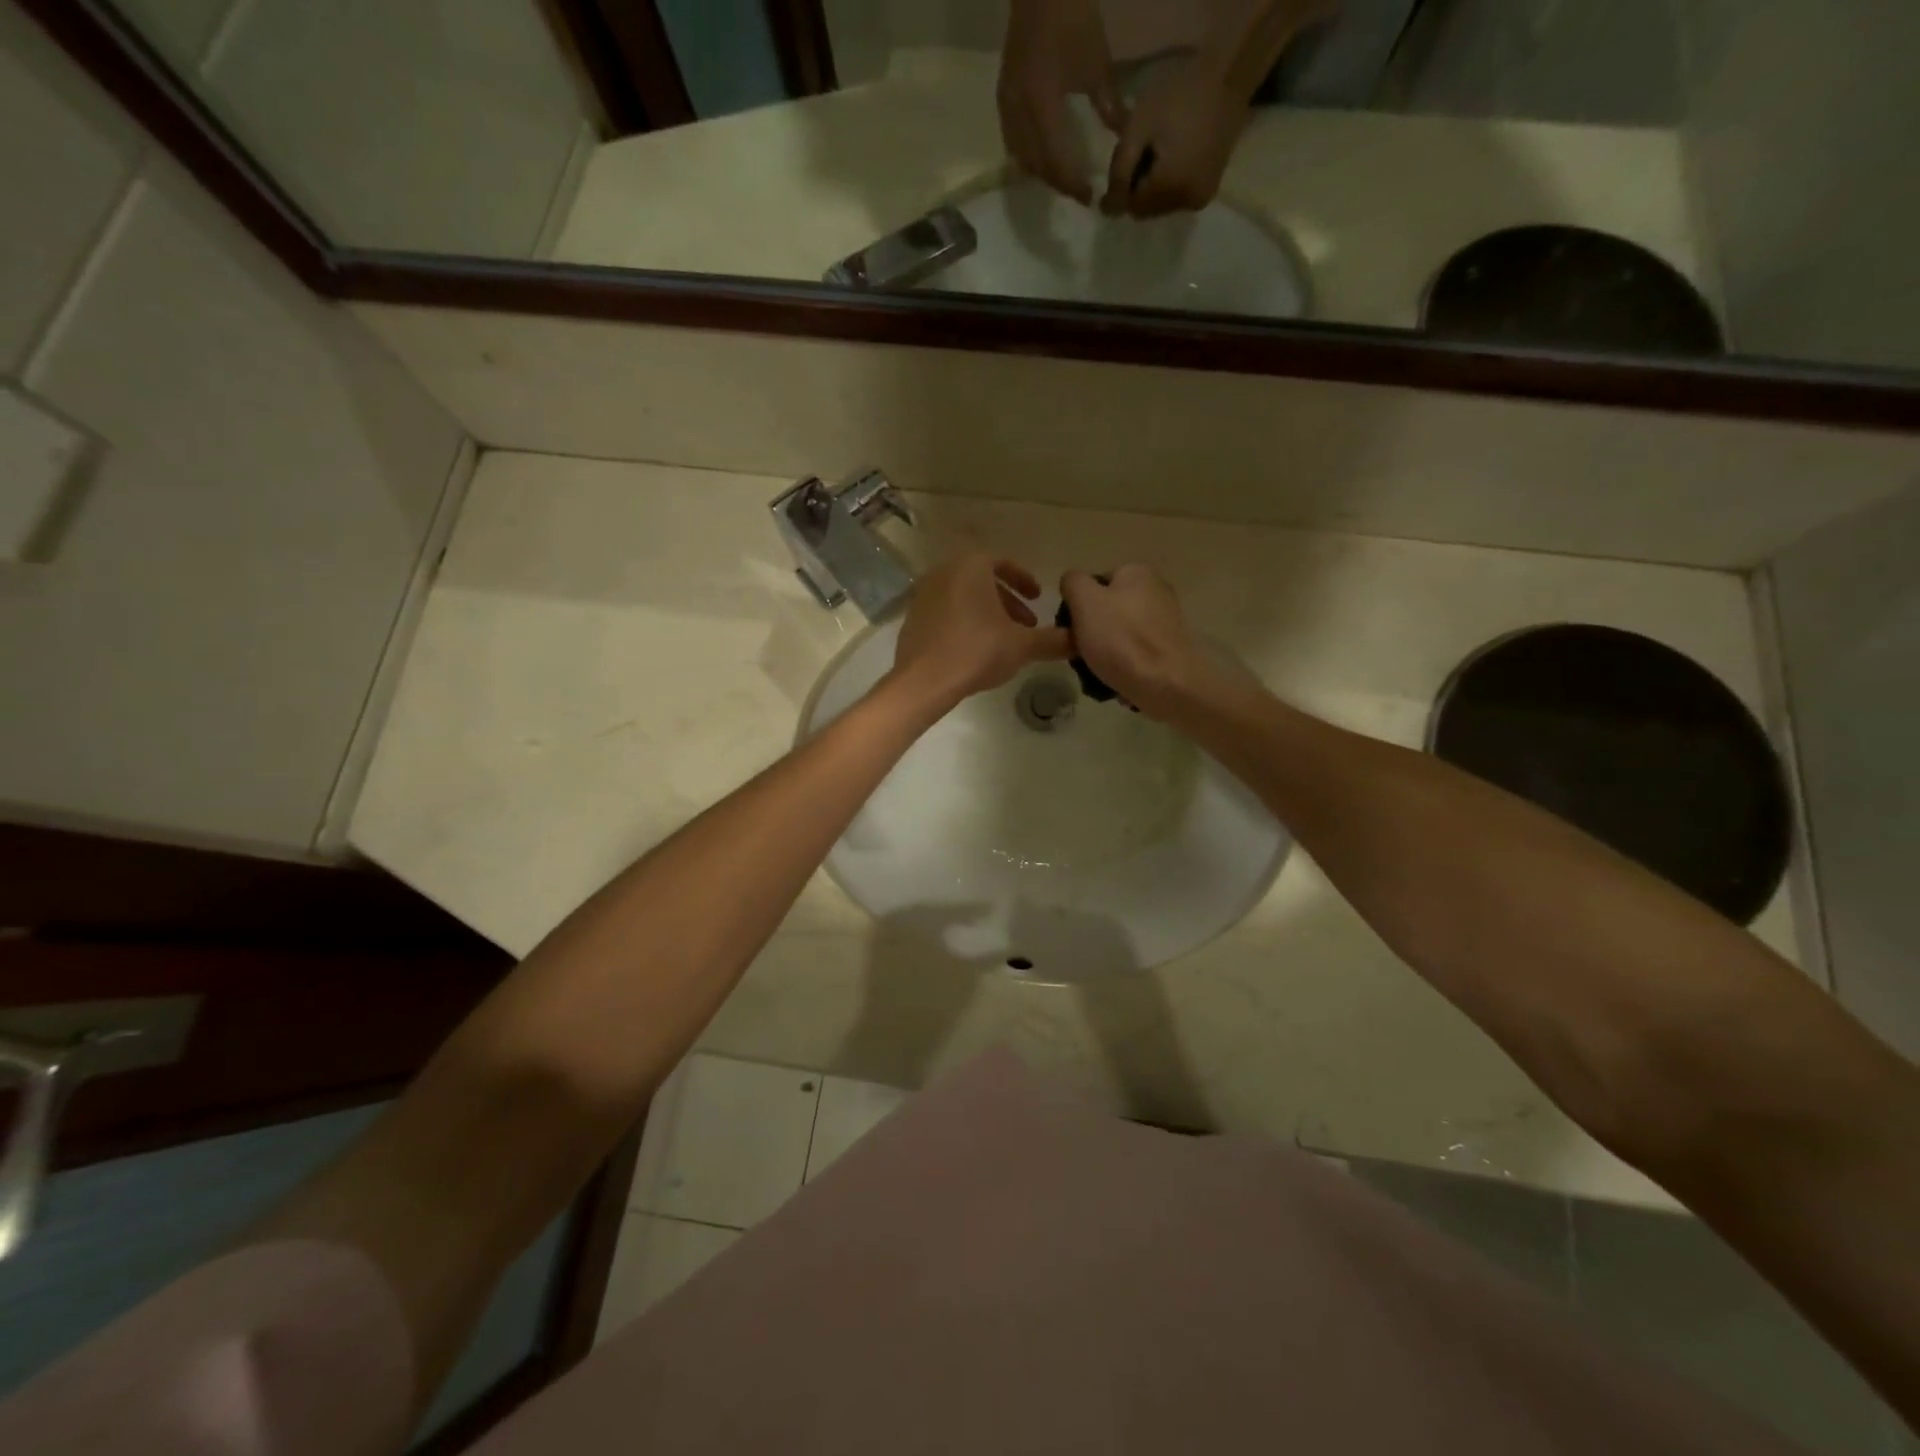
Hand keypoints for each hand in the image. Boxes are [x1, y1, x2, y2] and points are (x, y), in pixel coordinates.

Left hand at [888, 554, 1071, 711]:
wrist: (923, 681)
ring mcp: (923, 594)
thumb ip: (1053, 640)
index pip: (1003, 563)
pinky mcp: (912, 618)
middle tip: (1027, 623)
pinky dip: (964, 621)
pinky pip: (945, 611)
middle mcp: (943, 571)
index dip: (1025, 580)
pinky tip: (975, 648)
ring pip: (963, 596)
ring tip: (1004, 639)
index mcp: (971, 566)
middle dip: (1008, 600)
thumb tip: (1080, 640)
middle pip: (982, 579)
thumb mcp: (1022, 646)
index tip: (1038, 598)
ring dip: (987, 612)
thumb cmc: (976, 651)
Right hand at [999, 0, 1128, 204]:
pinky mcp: (1003, 97)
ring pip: (1022, 158)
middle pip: (1038, 166)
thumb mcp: (1096, 62)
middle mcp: (1019, 112)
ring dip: (1042, 174)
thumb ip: (1109, 104)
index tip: (1090, 198)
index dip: (1073, 184)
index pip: (1057, 162)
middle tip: (1078, 193)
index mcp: (1042, 105)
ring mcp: (1007, 105)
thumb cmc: (1072, 16)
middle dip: (1059, 183)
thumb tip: (1122, 136)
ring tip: (1062, 179)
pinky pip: (1013, 142)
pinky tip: (1041, 158)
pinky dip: (1027, 157)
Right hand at [1059, 564, 1217, 716]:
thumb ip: (1073, 583)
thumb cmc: (1121, 639)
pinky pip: (1136, 655)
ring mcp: (1166, 621)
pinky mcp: (1170, 650)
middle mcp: (1157, 590)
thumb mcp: (1085, 602)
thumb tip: (1072, 583)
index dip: (1078, 607)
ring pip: (1120, 635)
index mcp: (1137, 572)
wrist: (1166, 685)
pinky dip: (1124, 666)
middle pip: (1108, 610)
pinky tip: (1117, 681)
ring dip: (1105, 653)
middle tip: (1080, 655)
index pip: (1094, 584)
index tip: (1071, 631)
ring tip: (1096, 674)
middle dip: (1091, 633)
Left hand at [1101, 53, 1246, 216]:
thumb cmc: (1180, 95)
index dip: (1119, 189)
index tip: (1122, 160)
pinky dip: (1167, 185)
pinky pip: (1177, 198)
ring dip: (1150, 188)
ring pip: (1160, 206)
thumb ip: (1119, 172)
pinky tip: (1170, 157)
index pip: (1130, 207)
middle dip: (1135, 189)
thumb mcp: (1138, 129)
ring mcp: (1199, 198)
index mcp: (1168, 189)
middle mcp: (1184, 203)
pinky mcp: (1208, 190)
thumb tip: (1108, 210)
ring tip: (1155, 153)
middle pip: (1145, 209)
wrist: (1230, 73)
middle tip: (1138, 152)